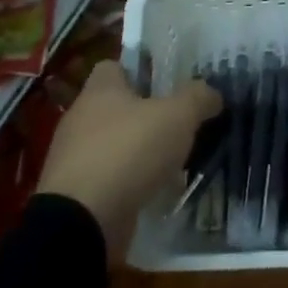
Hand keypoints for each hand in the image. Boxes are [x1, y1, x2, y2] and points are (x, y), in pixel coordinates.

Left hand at [37, 61, 221, 258]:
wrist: (82, 221)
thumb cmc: (128, 151)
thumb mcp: (178, 116)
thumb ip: (198, 98)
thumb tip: (212, 93)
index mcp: (100, 90)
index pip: (114, 66)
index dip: (140, 70)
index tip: (167, 83)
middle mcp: (81, 118)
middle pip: (117, 107)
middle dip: (146, 115)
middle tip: (179, 122)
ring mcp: (74, 158)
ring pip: (114, 144)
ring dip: (139, 152)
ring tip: (173, 161)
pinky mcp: (75, 194)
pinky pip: (109, 178)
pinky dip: (129, 183)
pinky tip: (154, 191)